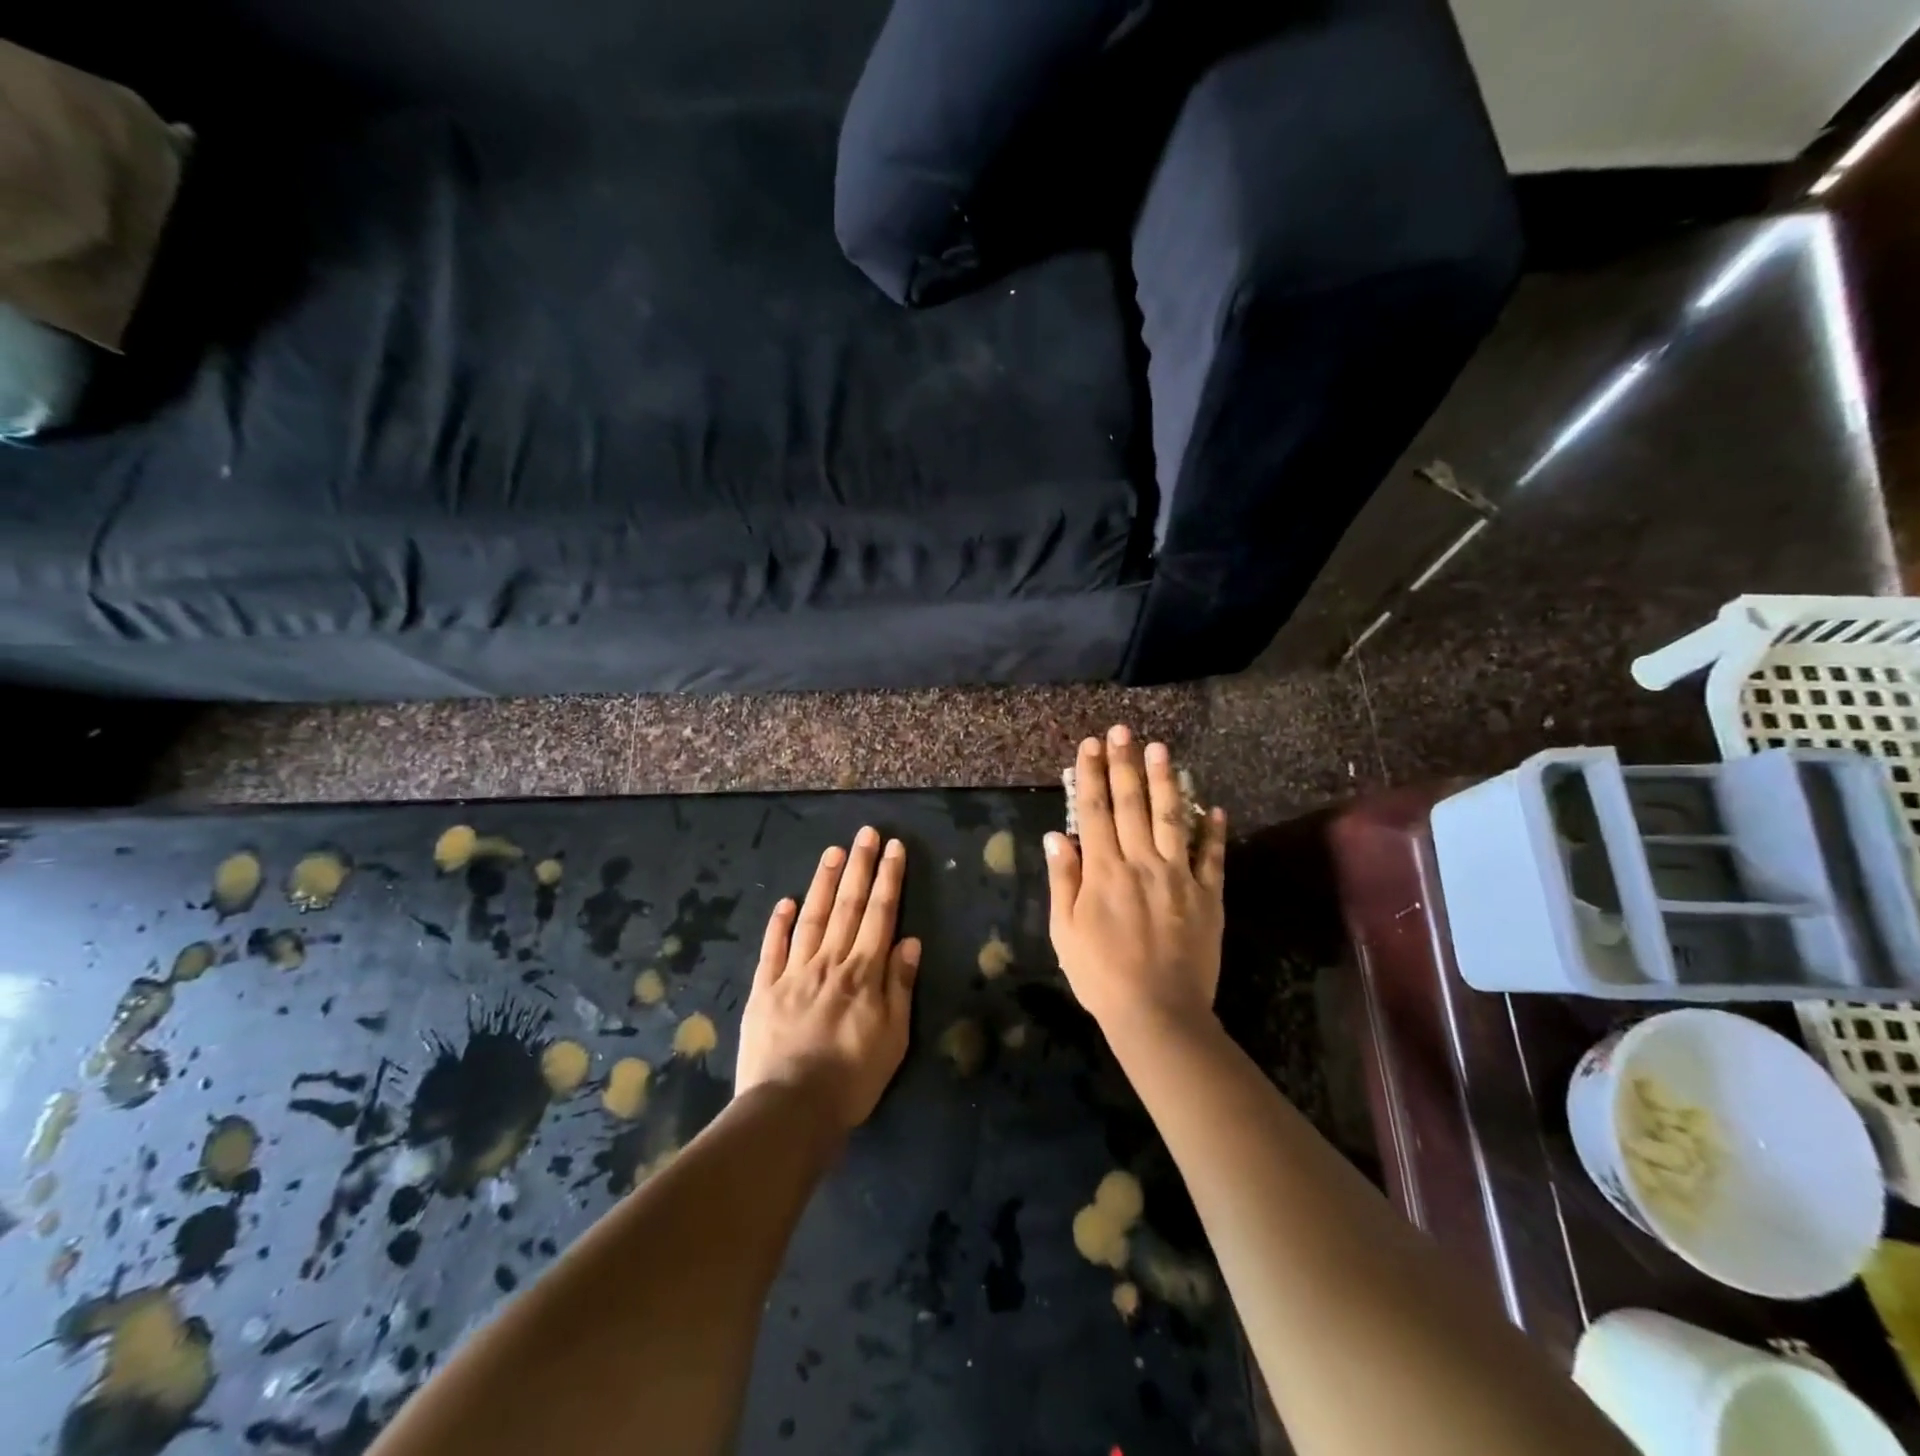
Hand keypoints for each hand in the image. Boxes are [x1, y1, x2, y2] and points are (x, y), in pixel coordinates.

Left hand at [735, 828, 920, 1130]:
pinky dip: (779, 923)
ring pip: (812, 918)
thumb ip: (899, 986)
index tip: (894, 848)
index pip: (880, 915)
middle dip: (860, 867)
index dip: (888, 879)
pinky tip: (786, 902)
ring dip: (824, 883)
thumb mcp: (893, 1038)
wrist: (790, 1109)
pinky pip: (772, 949)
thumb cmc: (852, 1079)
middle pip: (848, 907)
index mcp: (863, 974)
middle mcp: (829, 963)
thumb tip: (909, 941)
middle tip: (866, 833)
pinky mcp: (763, 990)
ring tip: (833, 852)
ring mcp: (793, 973)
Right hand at [1045, 725, 1226, 1041]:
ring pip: (1173, 818)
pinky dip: (1214, 831)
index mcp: (1103, 871)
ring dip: (1166, 781)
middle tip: (1122, 731)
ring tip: (1162, 749)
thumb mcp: (1064, 932)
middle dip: (1124, 764)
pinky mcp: (1208, 896)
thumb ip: (1062, 880)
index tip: (1090, 746)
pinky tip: (1214, 806)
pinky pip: (1212, 857)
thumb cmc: (1100, 975)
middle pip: (1131, 804)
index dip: (1091, 775)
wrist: (1157, 1012)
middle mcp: (1141, 863)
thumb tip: (1057, 835)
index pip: (1094, 811)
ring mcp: (1179, 877)